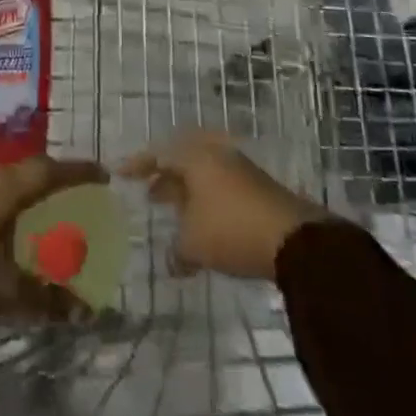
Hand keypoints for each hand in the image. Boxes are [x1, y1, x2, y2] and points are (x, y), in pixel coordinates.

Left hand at [0, 156, 107, 319]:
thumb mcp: (4, 291)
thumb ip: (45, 299)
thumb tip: (86, 311)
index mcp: (8, 188)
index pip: (51, 170)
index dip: (79, 172)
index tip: (103, 176)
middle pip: (32, 168)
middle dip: (58, 177)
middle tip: (78, 192)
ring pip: (11, 177)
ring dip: (33, 187)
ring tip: (49, 206)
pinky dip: (13, 197)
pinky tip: (12, 221)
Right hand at [119, 132, 326, 280]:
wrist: (295, 240)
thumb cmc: (232, 231)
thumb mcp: (194, 245)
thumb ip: (176, 251)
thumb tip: (172, 260)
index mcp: (195, 157)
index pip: (158, 155)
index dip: (138, 165)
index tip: (120, 174)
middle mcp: (216, 154)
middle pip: (183, 160)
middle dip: (165, 178)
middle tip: (149, 194)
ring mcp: (240, 168)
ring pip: (204, 173)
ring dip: (188, 191)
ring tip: (176, 213)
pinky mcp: (258, 187)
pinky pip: (221, 185)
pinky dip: (207, 200)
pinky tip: (204, 225)